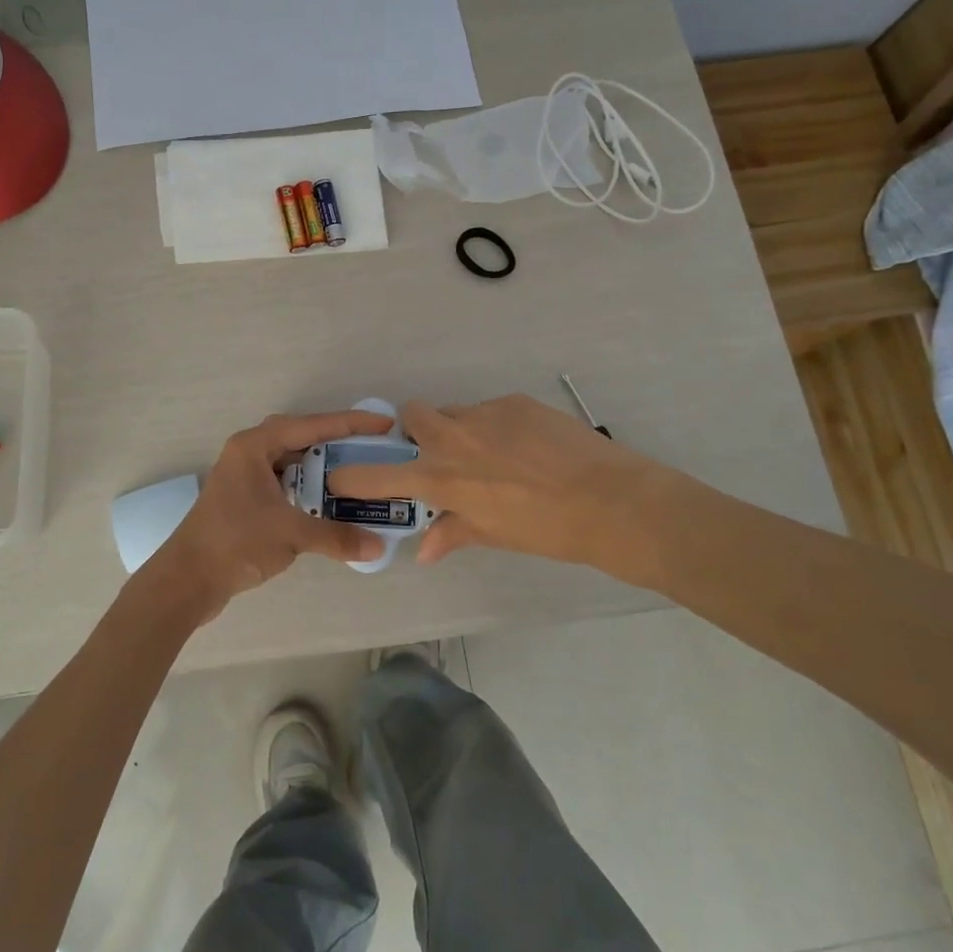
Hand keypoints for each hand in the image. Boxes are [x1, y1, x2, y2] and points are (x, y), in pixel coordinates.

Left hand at [140, 408, 396, 626]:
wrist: (187, 579)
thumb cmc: (235, 543)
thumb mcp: (291, 534)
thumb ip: (337, 536)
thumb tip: (379, 546)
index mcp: (254, 446)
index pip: (311, 425)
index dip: (350, 424)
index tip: (385, 424)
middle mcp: (248, 453)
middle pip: (301, 437)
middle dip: (337, 442)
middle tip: (373, 448)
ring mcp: (244, 477)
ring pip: (291, 462)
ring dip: (321, 467)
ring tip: (358, 473)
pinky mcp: (244, 500)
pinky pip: (284, 483)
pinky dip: (307, 489)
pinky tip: (329, 502)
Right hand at [324, 395, 675, 574]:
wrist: (611, 501)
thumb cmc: (547, 530)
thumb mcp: (495, 535)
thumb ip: (453, 533)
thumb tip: (426, 550)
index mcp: (441, 479)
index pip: (377, 474)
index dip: (353, 475)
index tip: (341, 475)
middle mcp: (453, 439)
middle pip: (413, 415)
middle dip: (418, 431)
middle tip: (443, 455)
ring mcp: (485, 414)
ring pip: (455, 412)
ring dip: (460, 429)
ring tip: (494, 454)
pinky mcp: (515, 402)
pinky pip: (491, 410)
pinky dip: (497, 426)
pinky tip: (527, 447)